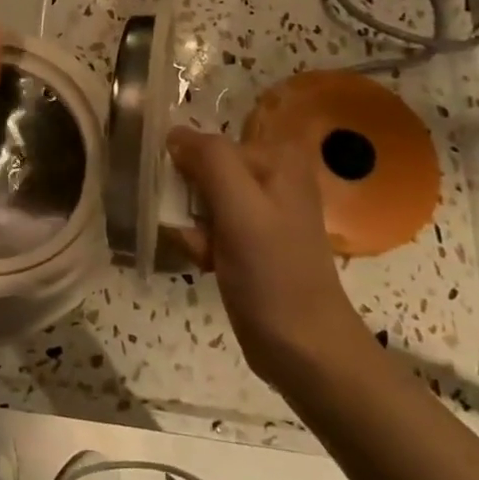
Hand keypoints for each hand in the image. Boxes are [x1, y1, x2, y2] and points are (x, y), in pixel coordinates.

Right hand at [166, 124, 369, 383]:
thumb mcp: (241, 208)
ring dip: (191, 226)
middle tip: (202, 233)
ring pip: (198, 199)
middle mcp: (270, 175)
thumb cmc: (273, 273)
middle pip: (202, 169)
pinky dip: (200, 243)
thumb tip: (174, 131)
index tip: (188, 201)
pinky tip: (209, 264)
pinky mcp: (248, 237)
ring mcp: (259, 208)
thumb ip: (210, 160)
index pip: (209, 142)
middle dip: (189, 202)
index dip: (189, 169)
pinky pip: (205, 224)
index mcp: (277, 158)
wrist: (303, 348)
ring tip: (207, 254)